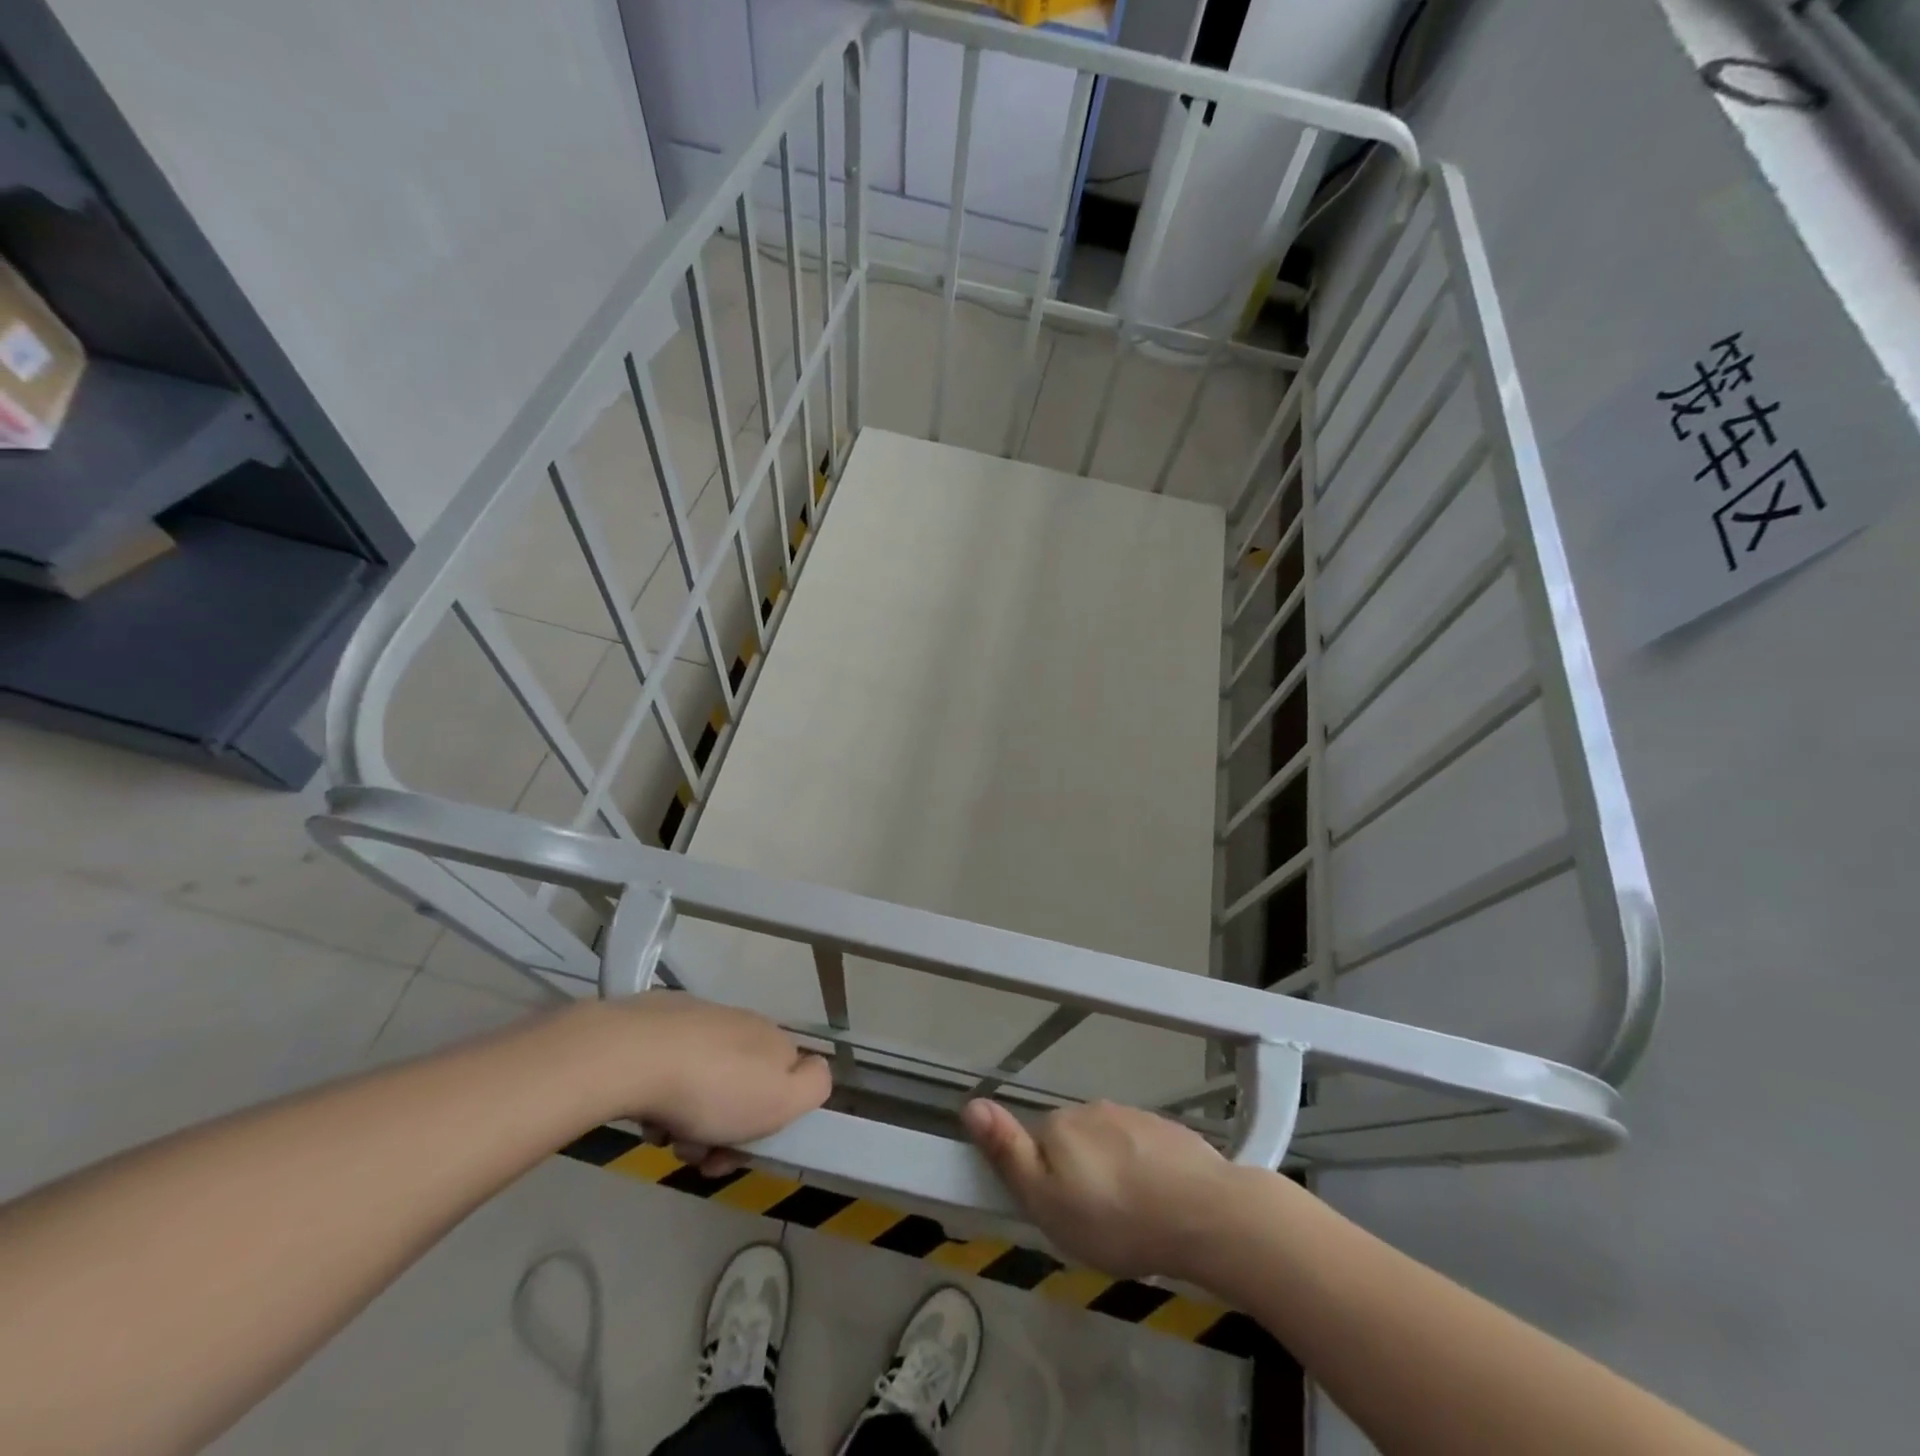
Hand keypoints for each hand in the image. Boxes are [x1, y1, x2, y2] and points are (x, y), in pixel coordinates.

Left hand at [575, 993, 830, 1175]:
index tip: (740, 1151)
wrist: (634, 1053)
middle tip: (694, 1153)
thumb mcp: (781, 1098)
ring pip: (704, 1082)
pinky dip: (662, 1096)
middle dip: (723, 1129)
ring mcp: (699, 1020)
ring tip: (664, 1135)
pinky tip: (645, 1113)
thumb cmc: (713, 1087)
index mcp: (773, 1039)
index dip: (768, 1124)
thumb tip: (815, 1071)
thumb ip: (814, 1085)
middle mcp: (742, 1023)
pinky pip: (670, 1069)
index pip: (786, 1081)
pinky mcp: (658, 1023)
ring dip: (689, 1119)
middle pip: (742, 1087)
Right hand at [962, 1098, 1238, 1279]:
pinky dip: (1143, 1171)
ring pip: (1109, 1146)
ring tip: (1131, 1219)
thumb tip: (970, 1105)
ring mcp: (1133, 1115)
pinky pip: (1142, 1150)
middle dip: (1078, 1176)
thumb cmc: (1116, 1219)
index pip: (1036, 1146)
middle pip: (1072, 1143)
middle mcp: (1092, 1109)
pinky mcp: (1167, 1130)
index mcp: (1059, 1125)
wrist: (1204, 1213)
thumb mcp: (1048, 1202)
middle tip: (1096, 1224)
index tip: (1063, 1216)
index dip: (1044, 1182)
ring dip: (1112, 1174)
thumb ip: (1008, 1154)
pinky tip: (1159, 1203)